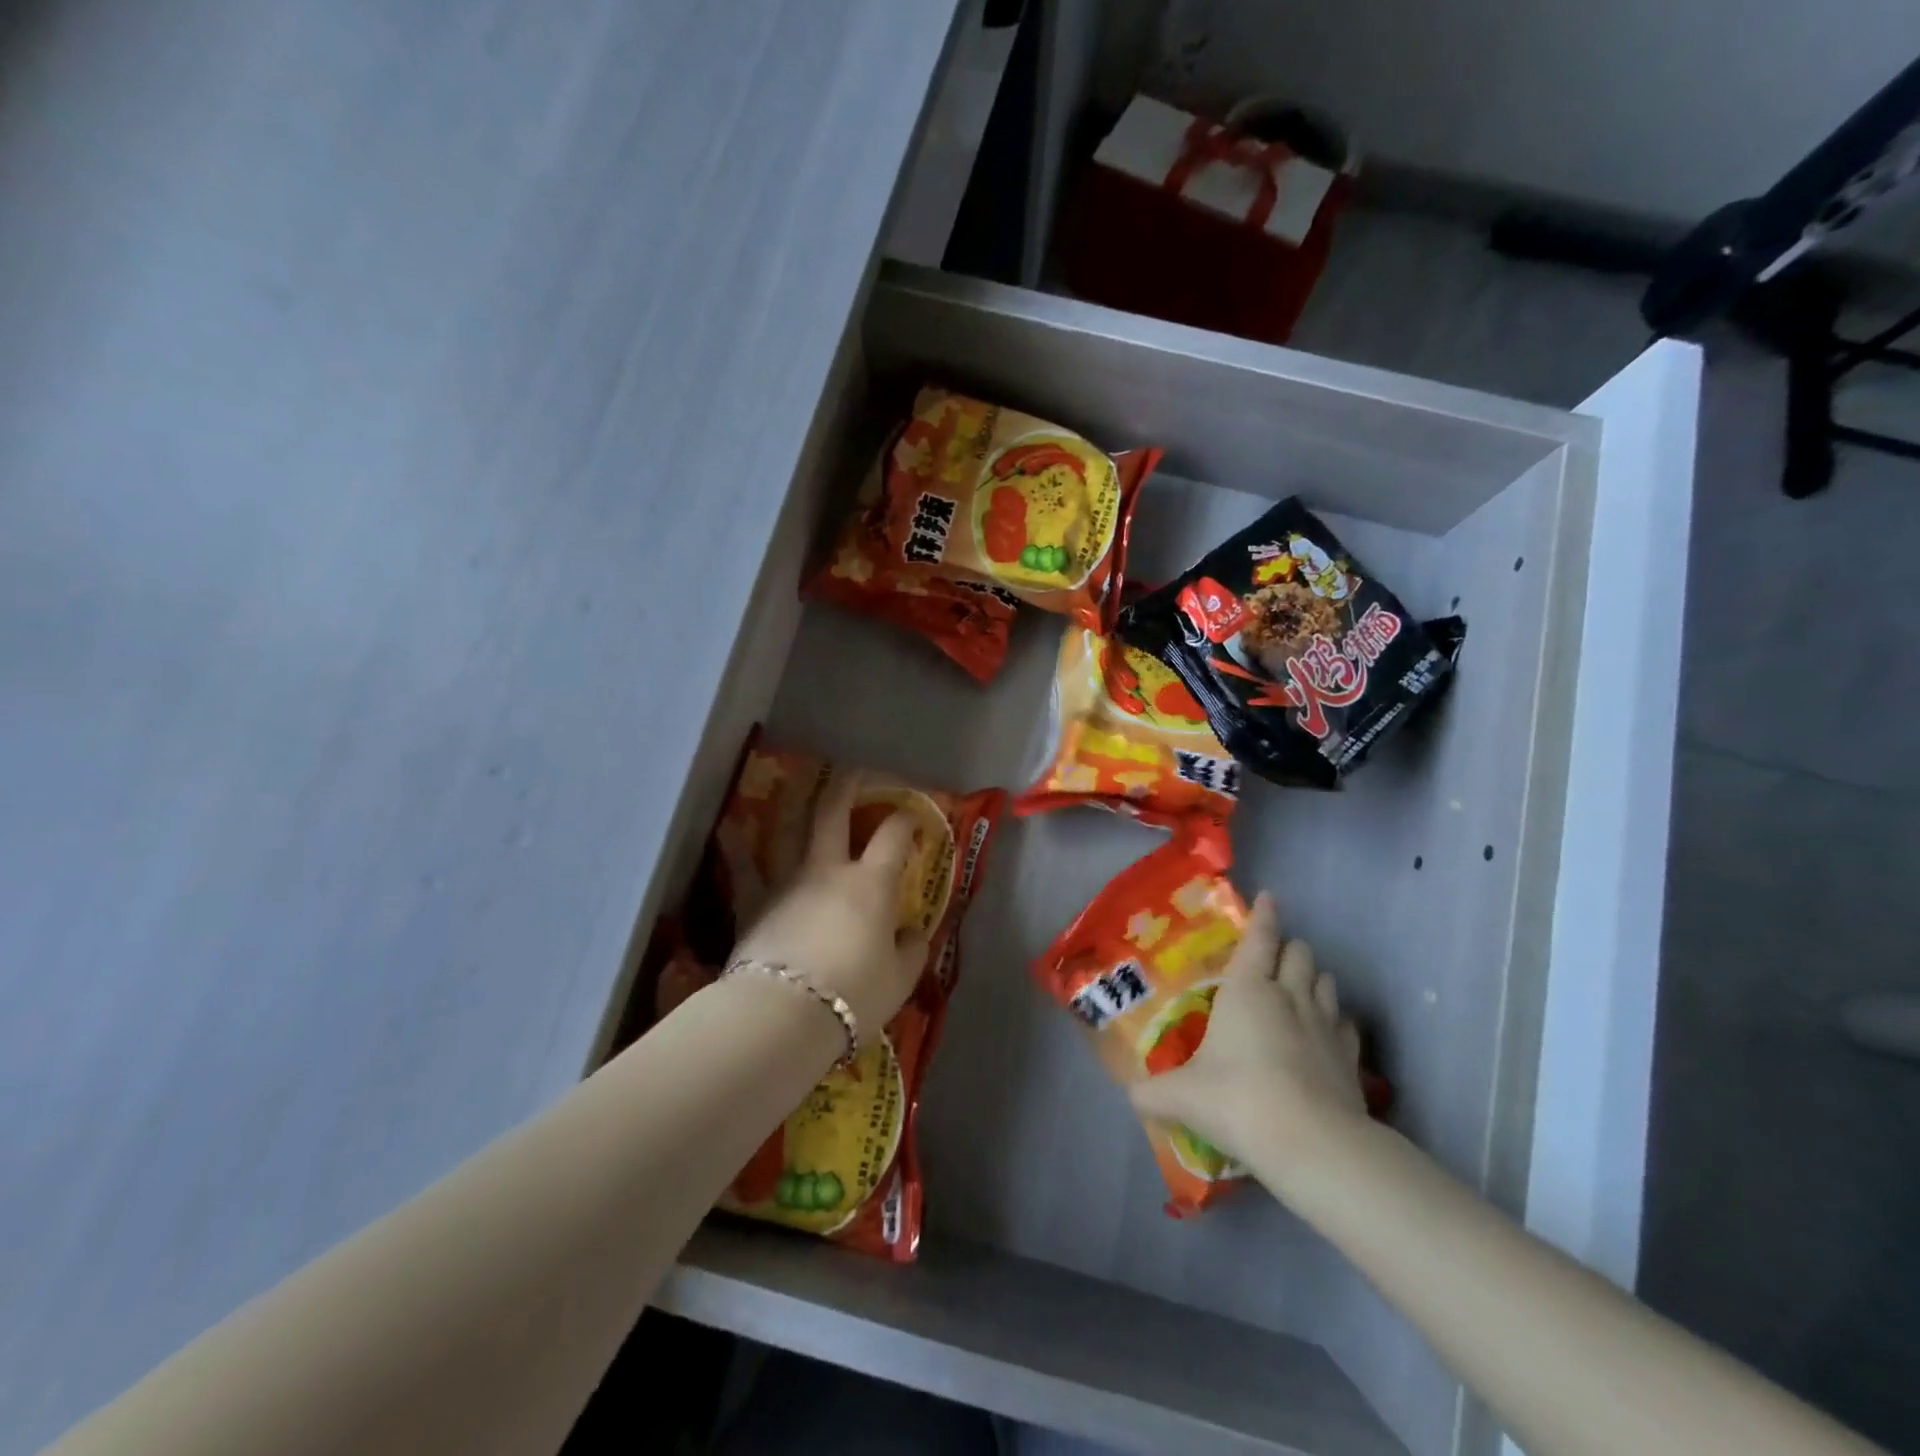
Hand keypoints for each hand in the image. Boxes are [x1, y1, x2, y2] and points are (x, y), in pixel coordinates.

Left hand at [731, 771, 930, 1039]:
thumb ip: (911, 949)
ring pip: (786, 830)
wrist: (785, 1015)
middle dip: (847, 786)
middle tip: (854, 773)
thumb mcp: (899, 978)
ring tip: (793, 784)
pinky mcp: (753, 904)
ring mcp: (787, 882)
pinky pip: (742, 870)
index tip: (912, 815)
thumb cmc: (854, 995)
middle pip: (834, 813)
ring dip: (792, 804)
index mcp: (871, 883)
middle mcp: (828, 870)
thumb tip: (914, 932)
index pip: (893, 836)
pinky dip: (734, 847)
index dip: (905, 819)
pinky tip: (726, 830)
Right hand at [1130, 893, 1366, 1168]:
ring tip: (1300, 988)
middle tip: (1273, 958)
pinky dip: (1336, 1020)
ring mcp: (1325, 1025)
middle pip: (1300, 952)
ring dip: (1313, 978)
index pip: (1260, 938)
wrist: (1311, 1143)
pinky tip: (1326, 1033)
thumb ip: (1153, 1093)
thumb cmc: (1237, 1100)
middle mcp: (1289, 996)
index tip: (1269, 897)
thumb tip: (1131, 1096)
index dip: (1264, 915)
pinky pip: (1345, 1023)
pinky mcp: (1350, 1057)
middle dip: (1289, 948)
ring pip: (1326, 981)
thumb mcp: (1182, 1096)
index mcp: (1248, 990)